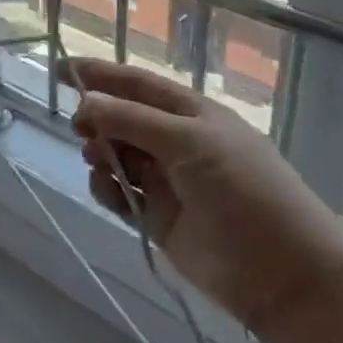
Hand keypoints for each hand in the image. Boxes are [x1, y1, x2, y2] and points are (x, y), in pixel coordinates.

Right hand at [67, 59, 342, 334]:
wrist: (281, 272)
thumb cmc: (242, 189)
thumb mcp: (189, 142)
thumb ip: (132, 119)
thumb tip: (85, 100)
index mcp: (191, 114)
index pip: (137, 84)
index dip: (101, 75)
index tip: (60, 70)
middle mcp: (176, 141)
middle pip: (122, 118)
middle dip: (97, 118)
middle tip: (79, 126)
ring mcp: (166, 180)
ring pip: (117, 155)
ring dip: (100, 153)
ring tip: (97, 160)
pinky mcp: (157, 216)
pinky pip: (120, 193)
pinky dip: (107, 188)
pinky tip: (108, 191)